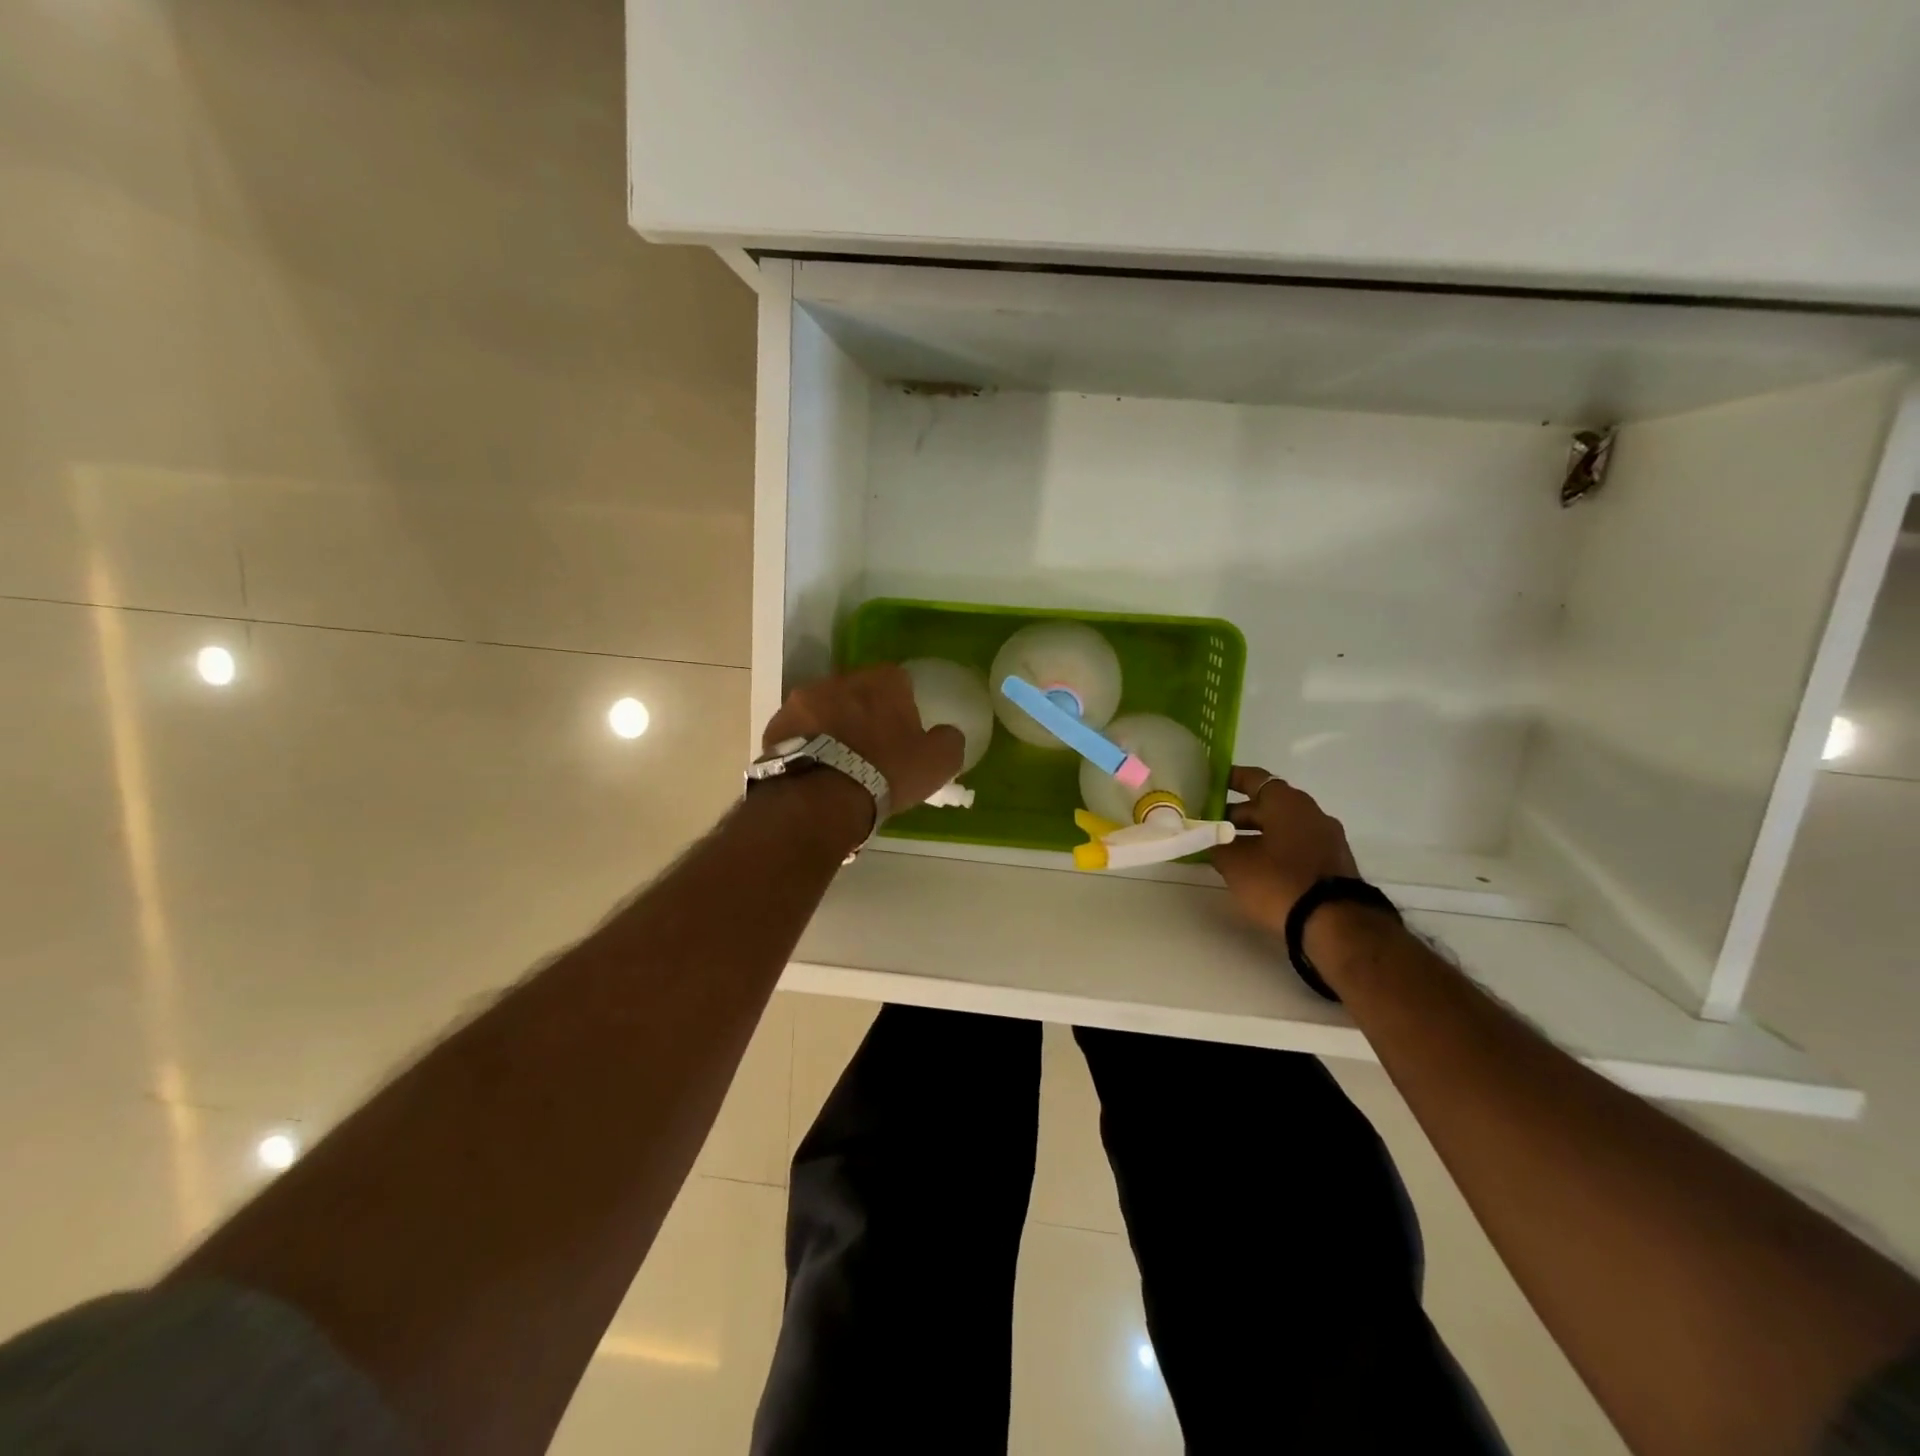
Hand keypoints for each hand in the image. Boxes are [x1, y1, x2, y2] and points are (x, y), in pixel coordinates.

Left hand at [762, 666, 964, 813]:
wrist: (821, 798)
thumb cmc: (886, 773)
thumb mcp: (937, 763)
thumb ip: (948, 741)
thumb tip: (947, 733)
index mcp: (882, 681)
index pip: (898, 680)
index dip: (901, 706)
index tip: (901, 733)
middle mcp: (840, 679)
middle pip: (857, 691)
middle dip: (863, 713)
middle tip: (869, 748)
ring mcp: (802, 700)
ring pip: (824, 708)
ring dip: (832, 726)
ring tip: (837, 762)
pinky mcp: (775, 725)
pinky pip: (798, 730)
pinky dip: (806, 743)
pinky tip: (814, 770)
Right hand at [1210, 766, 1357, 933]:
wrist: (1335, 925)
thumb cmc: (1279, 881)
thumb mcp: (1234, 863)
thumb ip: (1216, 845)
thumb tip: (1209, 839)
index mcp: (1287, 802)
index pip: (1254, 778)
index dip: (1229, 779)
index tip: (1209, 785)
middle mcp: (1311, 813)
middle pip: (1267, 805)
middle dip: (1237, 816)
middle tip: (1210, 829)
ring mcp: (1327, 839)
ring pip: (1282, 828)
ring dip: (1256, 836)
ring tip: (1230, 853)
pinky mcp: (1334, 864)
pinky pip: (1296, 847)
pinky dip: (1275, 851)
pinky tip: (1257, 870)